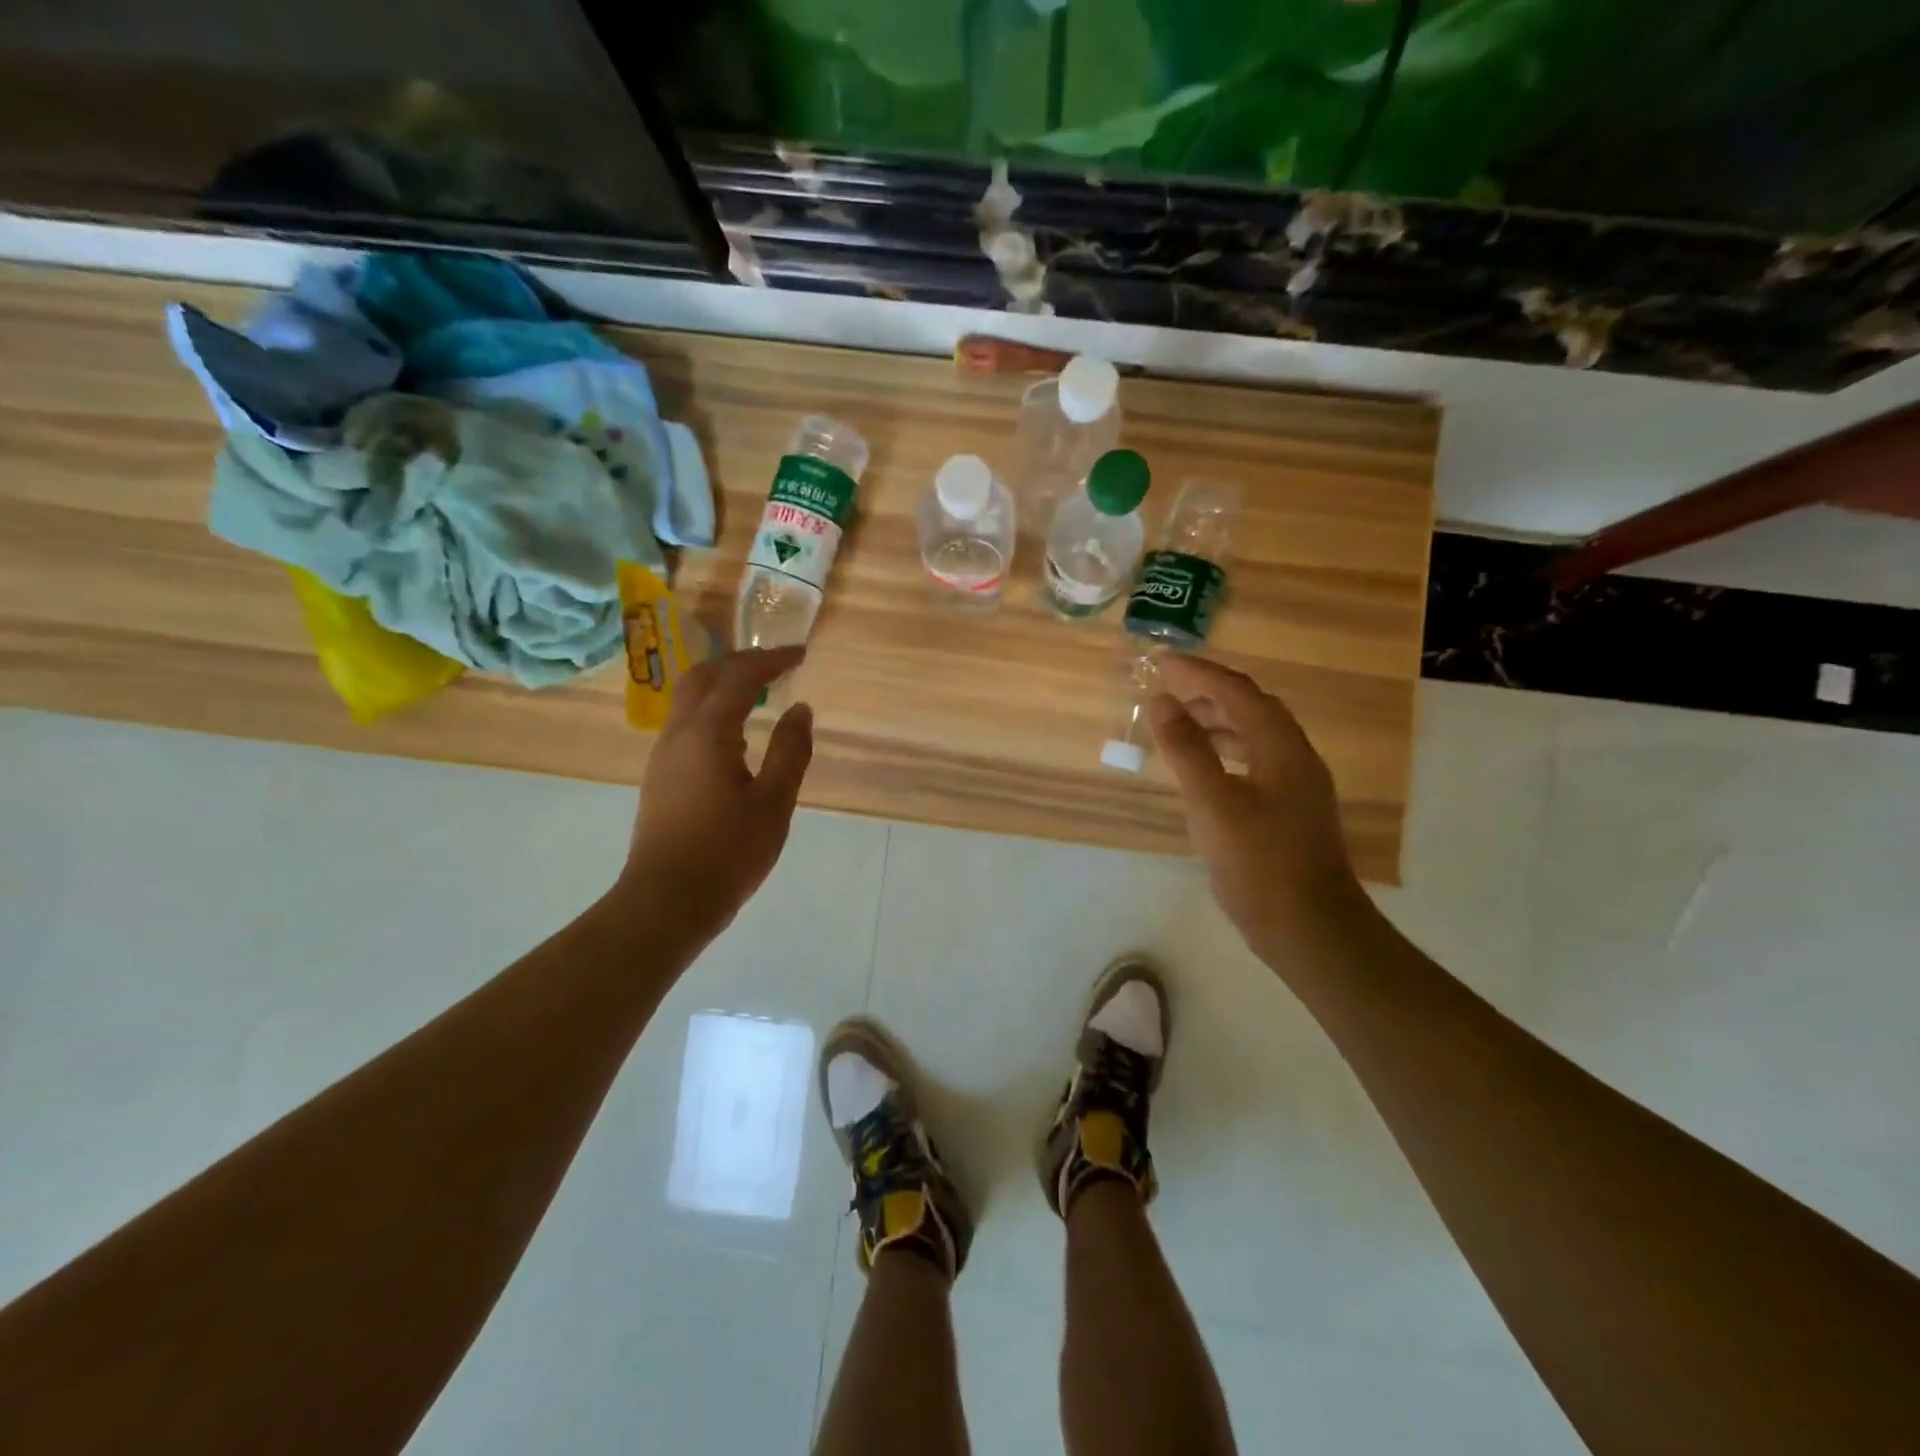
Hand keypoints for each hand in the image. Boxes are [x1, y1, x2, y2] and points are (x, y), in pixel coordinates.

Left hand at [622, 647, 814, 935]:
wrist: (666, 901)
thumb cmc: (727, 853)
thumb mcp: (773, 803)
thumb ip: (790, 751)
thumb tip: (800, 709)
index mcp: (707, 733)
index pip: (739, 677)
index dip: (771, 660)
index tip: (800, 654)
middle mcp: (678, 734)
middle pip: (703, 677)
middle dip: (739, 662)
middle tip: (775, 665)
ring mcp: (663, 755)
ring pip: (689, 699)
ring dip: (723, 684)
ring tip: (759, 693)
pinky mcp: (660, 776)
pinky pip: (686, 724)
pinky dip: (713, 710)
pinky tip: (736, 734)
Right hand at [1146, 655, 1369, 962]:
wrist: (1311, 929)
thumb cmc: (1260, 864)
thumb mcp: (1213, 804)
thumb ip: (1186, 749)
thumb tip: (1160, 701)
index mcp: (1281, 747)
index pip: (1237, 691)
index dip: (1198, 672)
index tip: (1160, 662)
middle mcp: (1295, 757)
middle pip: (1251, 708)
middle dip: (1208, 694)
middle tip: (1166, 694)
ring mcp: (1297, 786)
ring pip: (1254, 737)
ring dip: (1216, 723)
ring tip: (1178, 727)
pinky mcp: (1291, 811)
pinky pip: (1254, 762)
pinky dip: (1225, 753)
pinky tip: (1204, 773)